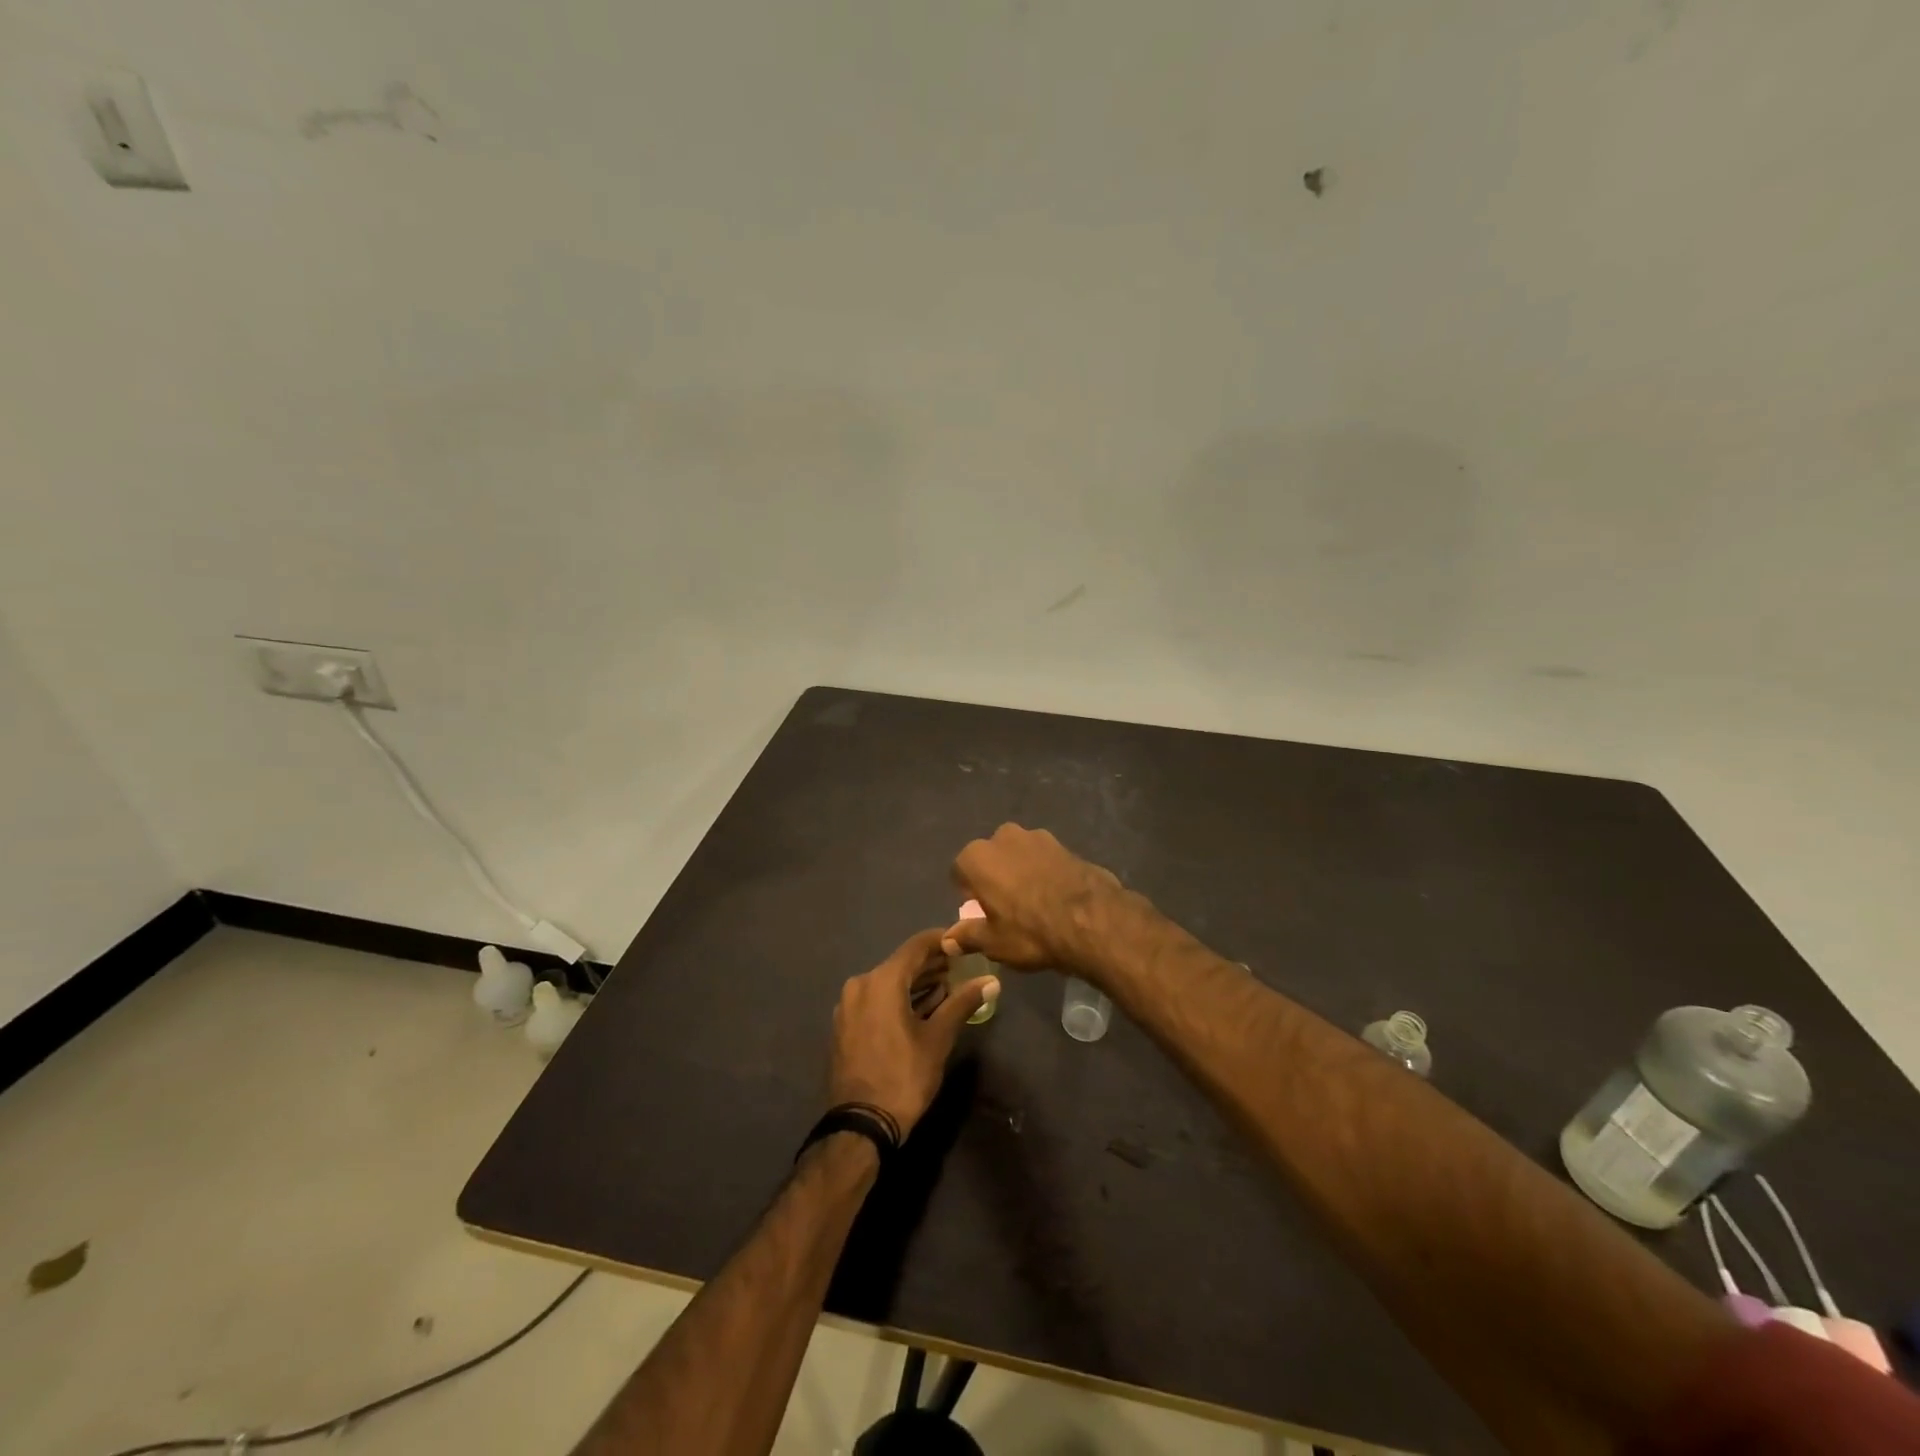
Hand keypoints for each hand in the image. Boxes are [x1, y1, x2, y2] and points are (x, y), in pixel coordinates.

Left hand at [827, 929, 997, 1137]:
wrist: (860, 1125)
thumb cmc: (903, 1076)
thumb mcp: (938, 1038)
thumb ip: (962, 1003)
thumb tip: (991, 981)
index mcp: (881, 981)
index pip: (916, 946)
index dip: (942, 940)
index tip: (964, 942)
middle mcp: (860, 984)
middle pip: (901, 964)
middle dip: (931, 964)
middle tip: (960, 967)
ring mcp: (848, 1006)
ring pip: (888, 983)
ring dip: (916, 983)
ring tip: (946, 988)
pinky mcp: (845, 1025)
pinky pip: (876, 1000)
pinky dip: (898, 999)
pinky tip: (921, 1008)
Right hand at [942, 824, 1124, 974]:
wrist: (1092, 920)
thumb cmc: (1030, 932)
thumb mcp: (994, 942)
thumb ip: (967, 936)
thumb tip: (947, 940)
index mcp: (977, 857)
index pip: (960, 873)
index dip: (969, 895)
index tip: (982, 914)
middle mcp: (1002, 837)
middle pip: (990, 859)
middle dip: (995, 878)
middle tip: (1007, 909)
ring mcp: (1036, 836)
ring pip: (1018, 855)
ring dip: (1020, 872)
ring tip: (1035, 903)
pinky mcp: (1064, 843)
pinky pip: (1044, 859)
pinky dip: (1045, 872)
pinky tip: (1056, 896)